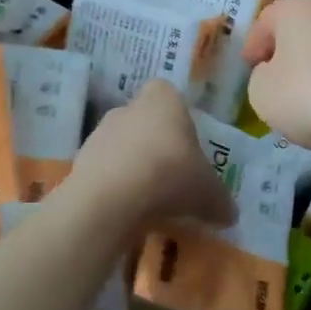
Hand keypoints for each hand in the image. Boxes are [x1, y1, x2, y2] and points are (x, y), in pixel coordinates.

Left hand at [70, 81, 234, 228]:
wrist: (111, 198)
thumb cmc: (170, 175)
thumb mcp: (209, 192)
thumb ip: (221, 200)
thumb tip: (230, 214)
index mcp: (163, 99)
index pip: (170, 95)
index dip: (179, 119)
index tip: (188, 146)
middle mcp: (129, 107)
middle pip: (146, 122)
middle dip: (157, 145)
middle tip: (174, 176)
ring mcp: (100, 133)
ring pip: (123, 146)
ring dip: (134, 167)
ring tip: (151, 200)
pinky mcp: (80, 161)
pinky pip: (105, 171)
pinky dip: (116, 187)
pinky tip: (129, 211)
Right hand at [242, 0, 310, 165]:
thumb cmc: (310, 94)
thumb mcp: (262, 92)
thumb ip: (259, 80)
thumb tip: (275, 75)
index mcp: (297, 9)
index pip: (265, 19)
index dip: (252, 44)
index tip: (247, 69)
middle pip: (297, 33)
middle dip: (283, 58)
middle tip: (271, 86)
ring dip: (310, 76)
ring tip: (301, 108)